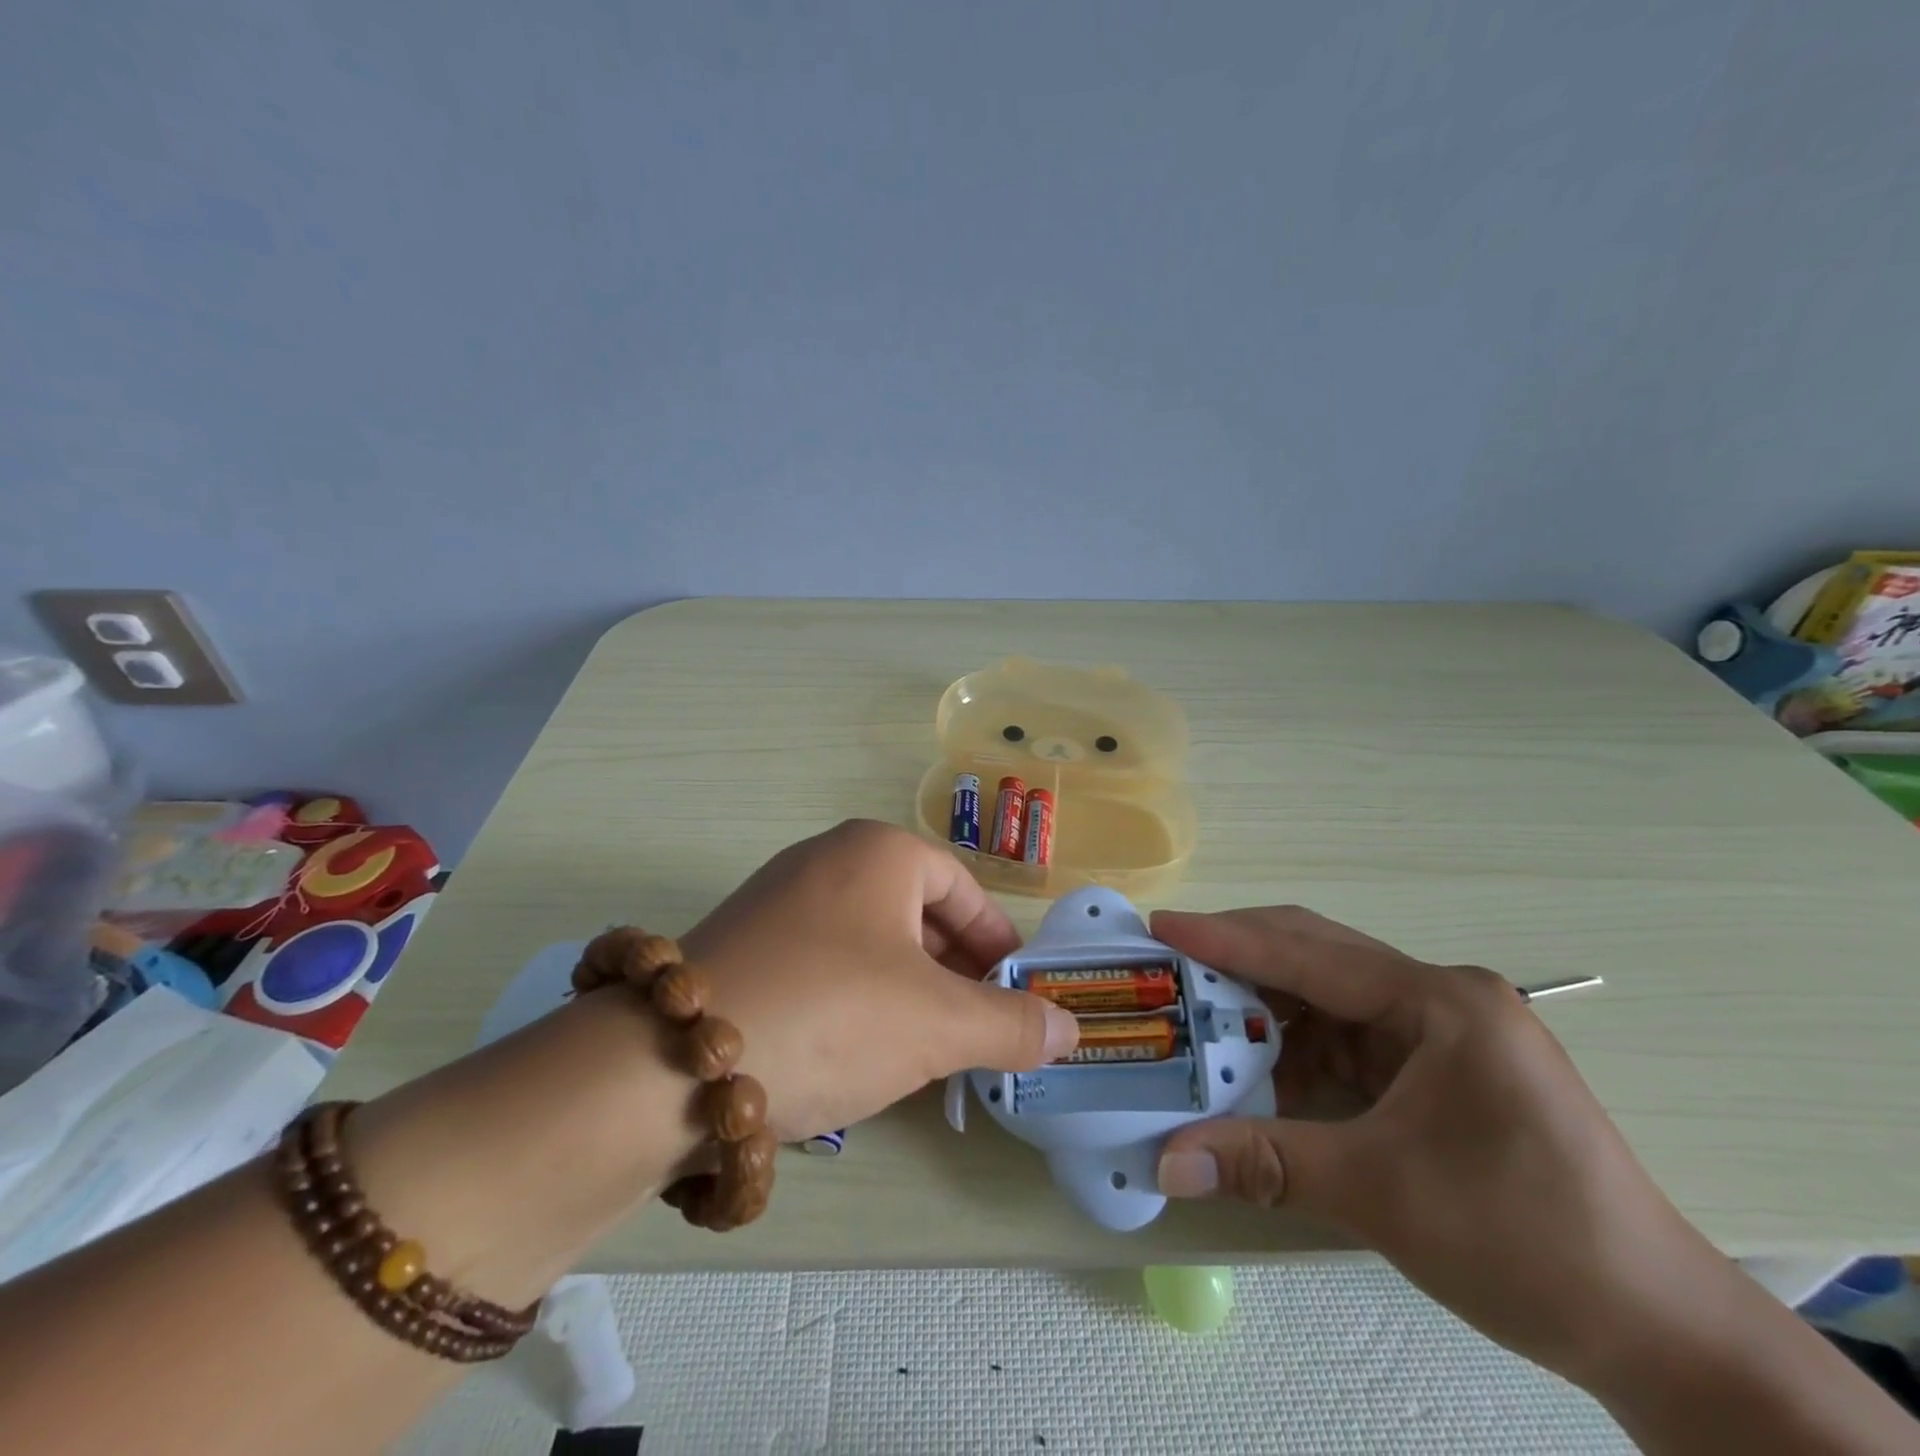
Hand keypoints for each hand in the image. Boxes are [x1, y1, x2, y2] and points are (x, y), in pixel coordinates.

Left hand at [679, 820, 1077, 1141]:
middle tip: (972, 1030)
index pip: (962, 889)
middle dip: (952, 973)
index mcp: (878, 851)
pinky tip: (850, 1050)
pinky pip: (822, 961)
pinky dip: (853, 997)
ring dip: (905, 991)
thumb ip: (1012, 1025)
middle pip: (915, 913)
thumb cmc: (831, 1015)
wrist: (669, 1063)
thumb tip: (1069, 1029)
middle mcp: (825, 858)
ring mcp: (776, 898)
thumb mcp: (938, 1025)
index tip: (1014, 997)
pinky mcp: (741, 943)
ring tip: (919, 1049)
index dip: (996, 944)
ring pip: (869, 941)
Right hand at [1149, 906, 1734, 1385]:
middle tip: (1169, 965)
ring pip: (1327, 997)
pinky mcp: (1436, 1065)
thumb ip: (1264, 1163)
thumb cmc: (1528, 1242)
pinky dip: (1296, 1049)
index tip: (1160, 926)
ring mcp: (1441, 1029)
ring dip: (1264, 1011)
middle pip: (1317, 957)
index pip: (1310, 954)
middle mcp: (1440, 997)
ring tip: (1199, 1019)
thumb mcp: (1382, 1195)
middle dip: (1239, 962)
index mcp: (1440, 1002)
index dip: (1227, 939)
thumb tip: (1165, 1163)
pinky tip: (1258, 1069)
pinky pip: (1346, 1037)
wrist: (1660, 1332)